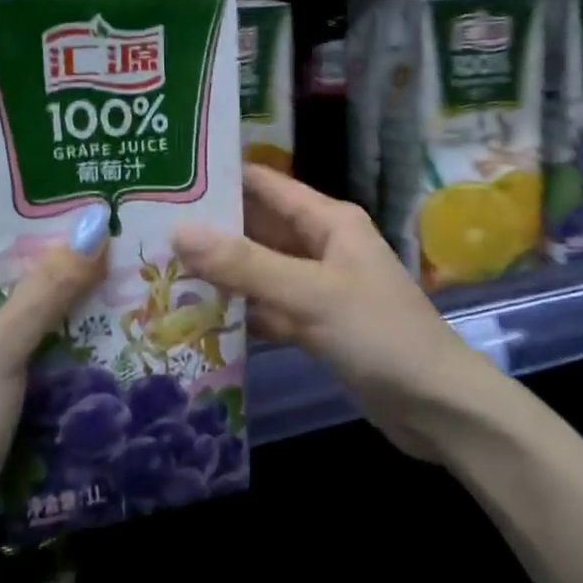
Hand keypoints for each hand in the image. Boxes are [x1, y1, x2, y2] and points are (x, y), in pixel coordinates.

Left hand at [0, 227, 105, 582]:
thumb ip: (47, 288)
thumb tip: (96, 225)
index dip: (23, 222)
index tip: (81, 210)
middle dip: (52, 265)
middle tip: (113, 244)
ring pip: (12, 319)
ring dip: (58, 307)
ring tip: (119, 281)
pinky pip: (18, 356)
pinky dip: (52, 346)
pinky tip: (100, 337)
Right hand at [173, 167, 497, 461]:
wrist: (435, 405)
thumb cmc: (379, 334)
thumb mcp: (310, 293)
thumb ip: (245, 264)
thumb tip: (180, 230)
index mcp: (329, 221)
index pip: (266, 185)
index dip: (221, 178)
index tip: (167, 178)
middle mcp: (322, 246)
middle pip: (258, 228)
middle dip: (211, 228)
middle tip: (147, 228)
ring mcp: (318, 287)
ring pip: (260, 270)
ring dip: (219, 272)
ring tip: (158, 268)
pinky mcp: (316, 325)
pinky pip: (269, 307)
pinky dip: (240, 310)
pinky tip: (195, 315)